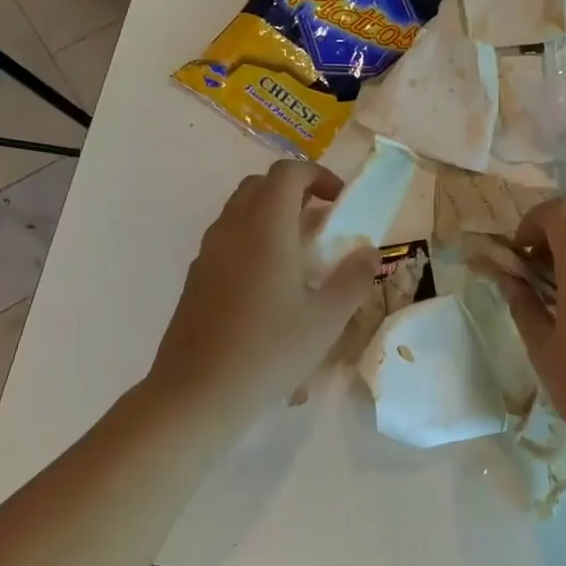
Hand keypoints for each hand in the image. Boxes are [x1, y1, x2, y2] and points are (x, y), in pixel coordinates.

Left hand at [149, 159, 377, 417]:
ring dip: (272, 215)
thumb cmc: (270, 350)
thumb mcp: (327, 319)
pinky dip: (252, 239)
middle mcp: (232, 230)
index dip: (318, 176)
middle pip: (260, 185)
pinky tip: (270, 284)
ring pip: (239, 211)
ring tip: (300, 253)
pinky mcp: (196, 277)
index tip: (340, 201)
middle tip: (322, 220)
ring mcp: (208, 253)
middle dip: (294, 190)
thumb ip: (354, 278)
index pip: (288, 173)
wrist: (199, 392)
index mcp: (266, 229)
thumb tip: (369, 252)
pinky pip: (227, 239)